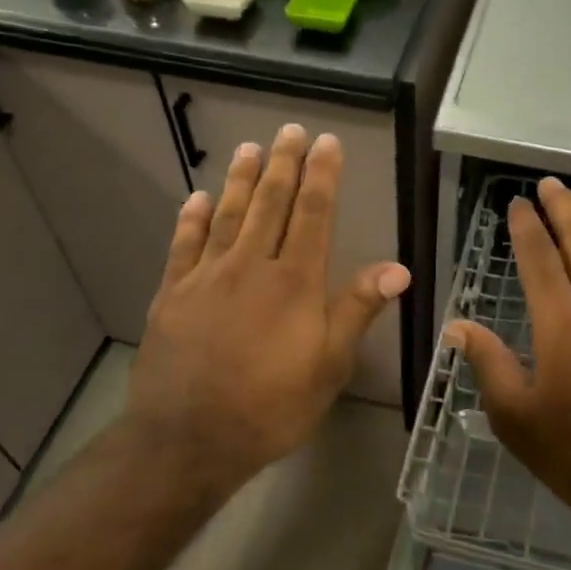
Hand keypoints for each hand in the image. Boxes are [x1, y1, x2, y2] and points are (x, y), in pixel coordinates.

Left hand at [123, 123, 409, 496]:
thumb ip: (357, 310)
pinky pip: (184, 245)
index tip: (326, 142)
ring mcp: (206, 277)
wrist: (189, 439)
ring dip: (241, 180)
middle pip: (270, 204)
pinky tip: (198, 197)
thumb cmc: (271, 407)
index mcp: (294, 282)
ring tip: (250, 148)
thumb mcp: (329, 366)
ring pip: (228, 215)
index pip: (313, 214)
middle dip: (283, 164)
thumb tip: (398, 268)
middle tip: (290, 130)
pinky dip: (192, 218)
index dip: (321, 176)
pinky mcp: (172, 294)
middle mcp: (250, 266)